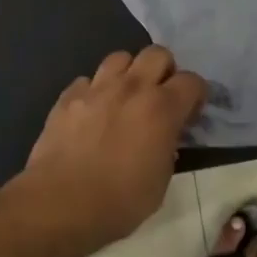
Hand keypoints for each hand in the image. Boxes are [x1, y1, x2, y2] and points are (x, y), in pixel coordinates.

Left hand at [8, 46, 206, 256]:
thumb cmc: (120, 201)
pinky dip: (94, 91)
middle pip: (157, 53)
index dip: (195, 95)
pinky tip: (91, 112)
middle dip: (164, 70)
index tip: (190, 113)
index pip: (192, 81)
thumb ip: (168, 149)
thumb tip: (163, 137)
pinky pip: (87, 80)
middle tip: (159, 97)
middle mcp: (132, 87)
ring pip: (120, 57)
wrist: (61, 203)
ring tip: (124, 98)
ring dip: (128, 73)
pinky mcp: (68, 96)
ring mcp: (96, 88)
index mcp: (161, 108)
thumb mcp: (161, 182)